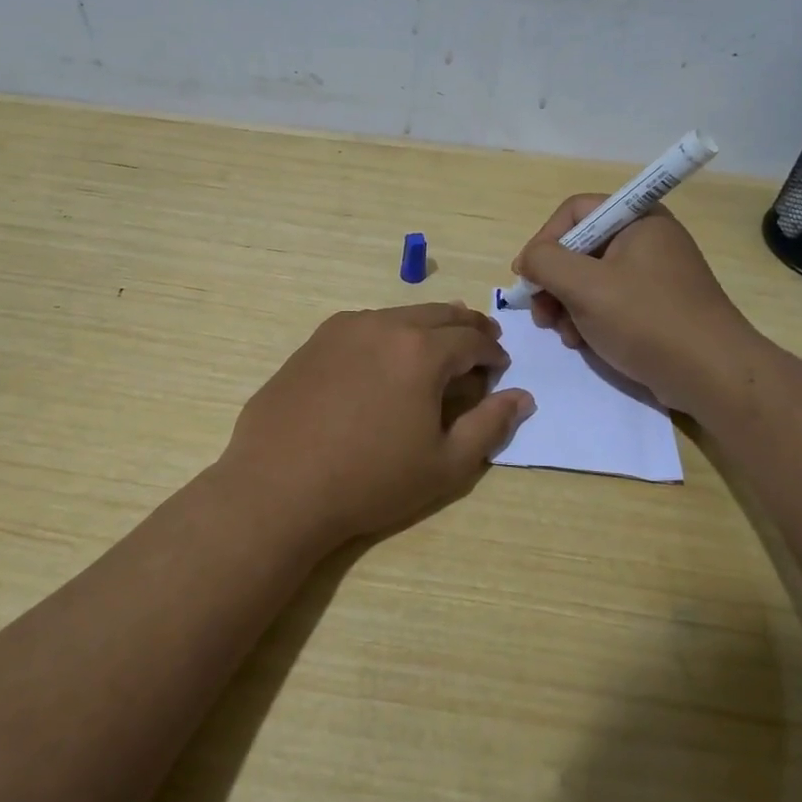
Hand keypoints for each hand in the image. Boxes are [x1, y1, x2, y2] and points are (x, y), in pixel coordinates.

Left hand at [217, 303, 534, 547]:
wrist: (279, 487)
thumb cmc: (370, 481)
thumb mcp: (446, 464)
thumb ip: (490, 425)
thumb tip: (522, 397)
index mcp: (421, 350)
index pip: (472, 339)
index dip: (493, 352)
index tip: (500, 367)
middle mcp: (383, 325)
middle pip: (438, 314)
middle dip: (466, 328)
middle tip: (481, 343)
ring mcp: (342, 330)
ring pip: (399, 316)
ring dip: (426, 327)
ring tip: (436, 349)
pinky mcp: (313, 343)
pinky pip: (364, 327)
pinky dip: (388, 334)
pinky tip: (384, 360)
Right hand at [514, 197, 761, 413]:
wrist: (712, 375)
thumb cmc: (647, 321)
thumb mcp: (586, 287)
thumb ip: (546, 262)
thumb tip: (528, 260)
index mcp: (638, 220)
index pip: (575, 211)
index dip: (544, 240)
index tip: (527, 277)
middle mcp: (647, 239)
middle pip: (580, 247)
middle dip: (553, 281)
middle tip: (540, 313)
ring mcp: (653, 274)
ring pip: (590, 278)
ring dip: (566, 305)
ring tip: (562, 334)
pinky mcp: (655, 306)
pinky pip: (609, 301)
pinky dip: (589, 318)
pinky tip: (582, 342)